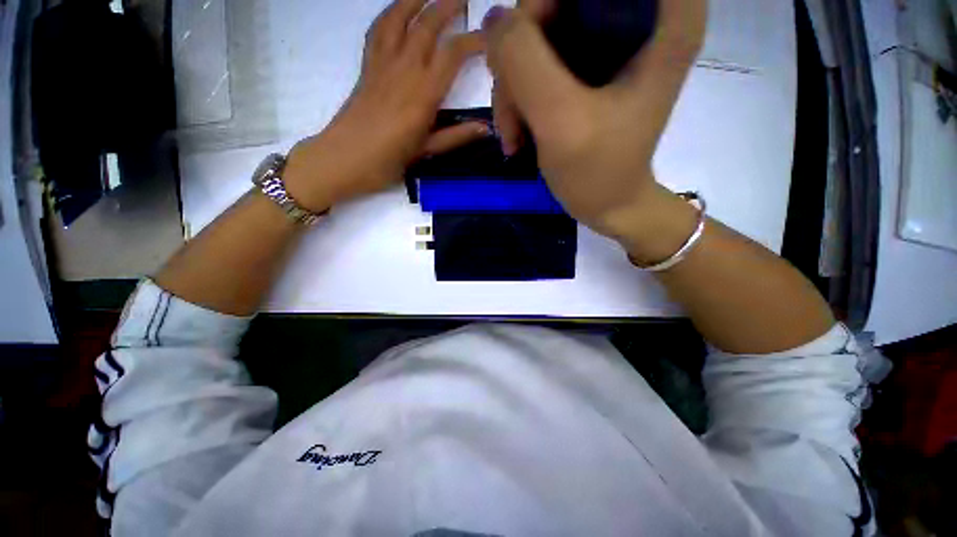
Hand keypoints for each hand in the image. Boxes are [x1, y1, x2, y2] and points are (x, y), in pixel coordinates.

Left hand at [285, 0, 488, 211]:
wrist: (343, 159)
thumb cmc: (387, 161)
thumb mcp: (426, 152)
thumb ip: (456, 137)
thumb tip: (486, 129)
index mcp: (423, 95)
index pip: (453, 55)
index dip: (474, 41)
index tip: (490, 37)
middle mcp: (404, 70)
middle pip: (427, 25)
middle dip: (448, 6)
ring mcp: (382, 64)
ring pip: (399, 17)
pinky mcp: (366, 66)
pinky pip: (378, 30)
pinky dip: (389, 13)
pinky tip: (398, 10)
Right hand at [484, 0, 706, 255]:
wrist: (610, 206)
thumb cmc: (598, 172)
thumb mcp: (561, 120)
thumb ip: (524, 62)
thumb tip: (495, 20)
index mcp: (664, 15)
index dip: (546, 10)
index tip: (526, 59)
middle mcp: (641, 14)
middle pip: (557, 3)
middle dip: (519, 58)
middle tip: (512, 115)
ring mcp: (610, 39)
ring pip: (540, 33)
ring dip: (514, 87)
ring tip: (513, 135)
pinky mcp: (588, 65)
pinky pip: (538, 60)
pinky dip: (520, 96)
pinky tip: (518, 132)